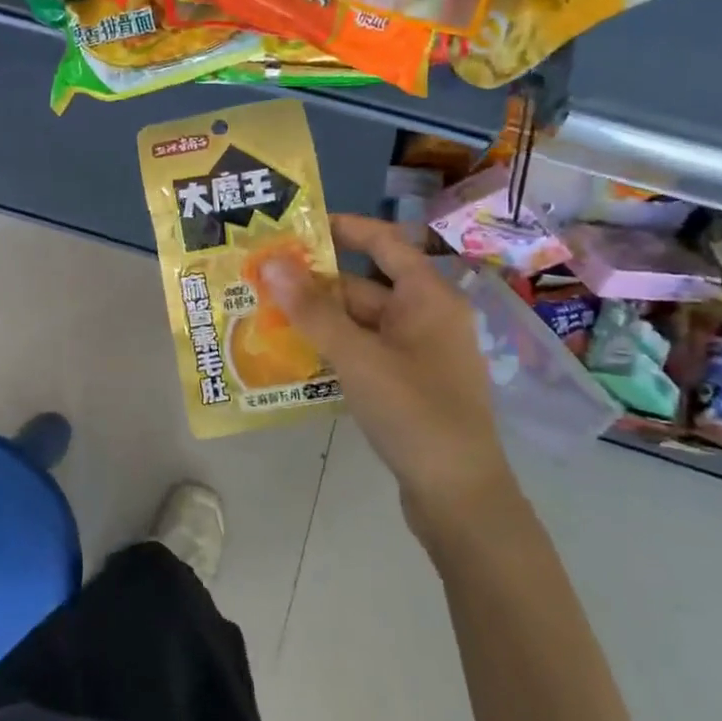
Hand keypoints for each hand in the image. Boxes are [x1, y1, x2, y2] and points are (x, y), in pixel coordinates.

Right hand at [262, 214, 518, 539]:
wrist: (458, 495)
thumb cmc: (414, 412)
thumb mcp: (357, 356)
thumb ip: (313, 310)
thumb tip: (272, 262)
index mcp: (427, 298)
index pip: (384, 243)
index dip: (345, 228)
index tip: (299, 225)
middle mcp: (426, 317)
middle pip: (365, 285)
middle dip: (315, 283)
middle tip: (263, 277)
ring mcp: (418, 353)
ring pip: (360, 322)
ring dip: (319, 319)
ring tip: (266, 313)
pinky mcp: (408, 384)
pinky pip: (364, 351)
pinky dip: (333, 347)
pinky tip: (295, 354)